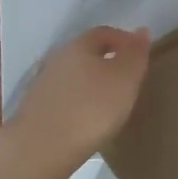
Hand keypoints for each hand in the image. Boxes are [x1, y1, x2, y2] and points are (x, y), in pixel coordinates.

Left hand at [8, 25, 151, 169]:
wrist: (42, 148)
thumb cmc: (91, 108)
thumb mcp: (124, 79)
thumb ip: (135, 54)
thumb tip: (141, 30)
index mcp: (79, 46)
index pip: (104, 32)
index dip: (124, 40)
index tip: (139, 56)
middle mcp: (58, 59)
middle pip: (86, 53)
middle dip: (107, 62)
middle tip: (127, 80)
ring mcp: (43, 85)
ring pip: (74, 76)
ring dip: (91, 84)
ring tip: (109, 103)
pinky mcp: (36, 109)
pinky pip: (64, 98)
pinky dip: (79, 103)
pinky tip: (87, 120)